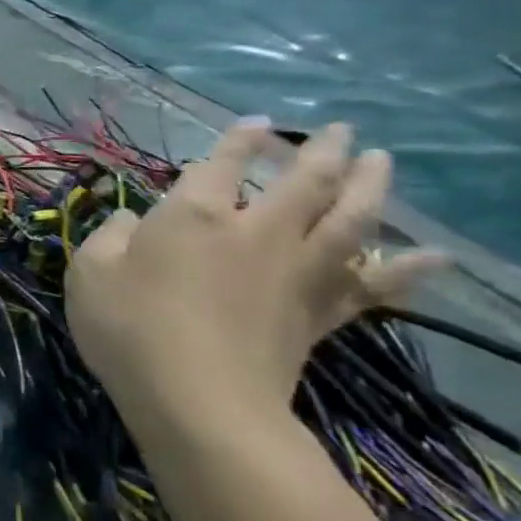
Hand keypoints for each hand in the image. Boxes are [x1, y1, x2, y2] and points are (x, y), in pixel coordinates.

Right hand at [65, 120, 444, 438]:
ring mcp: (297, 270)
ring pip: (350, 218)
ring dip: (371, 185)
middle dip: (322, 151)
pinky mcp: (320, 311)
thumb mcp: (88, 275)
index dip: (238, 140)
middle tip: (340, 130)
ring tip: (381, 161)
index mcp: (193, 216)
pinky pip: (373, 285)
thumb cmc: (128, 328)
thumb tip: (129, 219)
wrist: (197, 397)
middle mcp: (255, 230)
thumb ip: (108, 238)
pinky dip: (407, 270)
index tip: (256, 123)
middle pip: (304, 181)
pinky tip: (432, 257)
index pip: (221, 164)